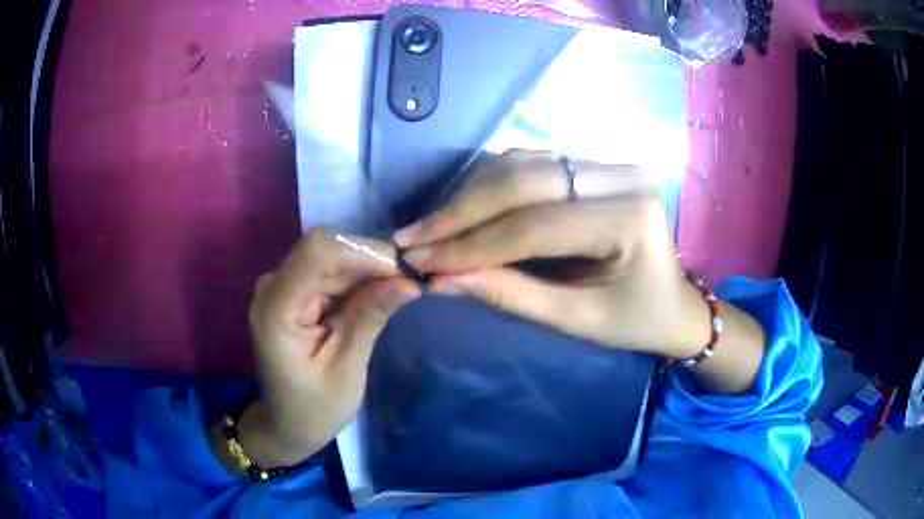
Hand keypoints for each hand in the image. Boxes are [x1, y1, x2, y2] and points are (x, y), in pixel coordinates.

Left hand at [242, 228, 419, 466]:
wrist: (285, 425)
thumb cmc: (314, 409)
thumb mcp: (346, 370)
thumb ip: (369, 320)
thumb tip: (409, 283)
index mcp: (276, 310)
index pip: (316, 252)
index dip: (361, 252)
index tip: (402, 271)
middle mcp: (272, 288)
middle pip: (325, 252)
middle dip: (370, 262)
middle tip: (411, 283)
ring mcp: (279, 288)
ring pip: (330, 259)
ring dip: (366, 272)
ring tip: (400, 291)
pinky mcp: (291, 293)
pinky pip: (327, 274)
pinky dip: (355, 282)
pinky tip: (377, 298)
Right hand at [393, 150, 699, 357]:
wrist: (674, 303)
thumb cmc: (635, 320)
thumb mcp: (577, 319)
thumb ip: (511, 295)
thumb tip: (441, 280)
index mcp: (630, 218)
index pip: (534, 225)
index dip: (471, 245)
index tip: (420, 260)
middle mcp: (622, 176)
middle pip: (523, 181)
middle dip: (461, 212)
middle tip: (413, 238)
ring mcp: (609, 163)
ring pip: (521, 164)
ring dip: (470, 194)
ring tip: (431, 227)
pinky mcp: (595, 165)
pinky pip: (531, 163)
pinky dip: (490, 185)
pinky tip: (462, 207)